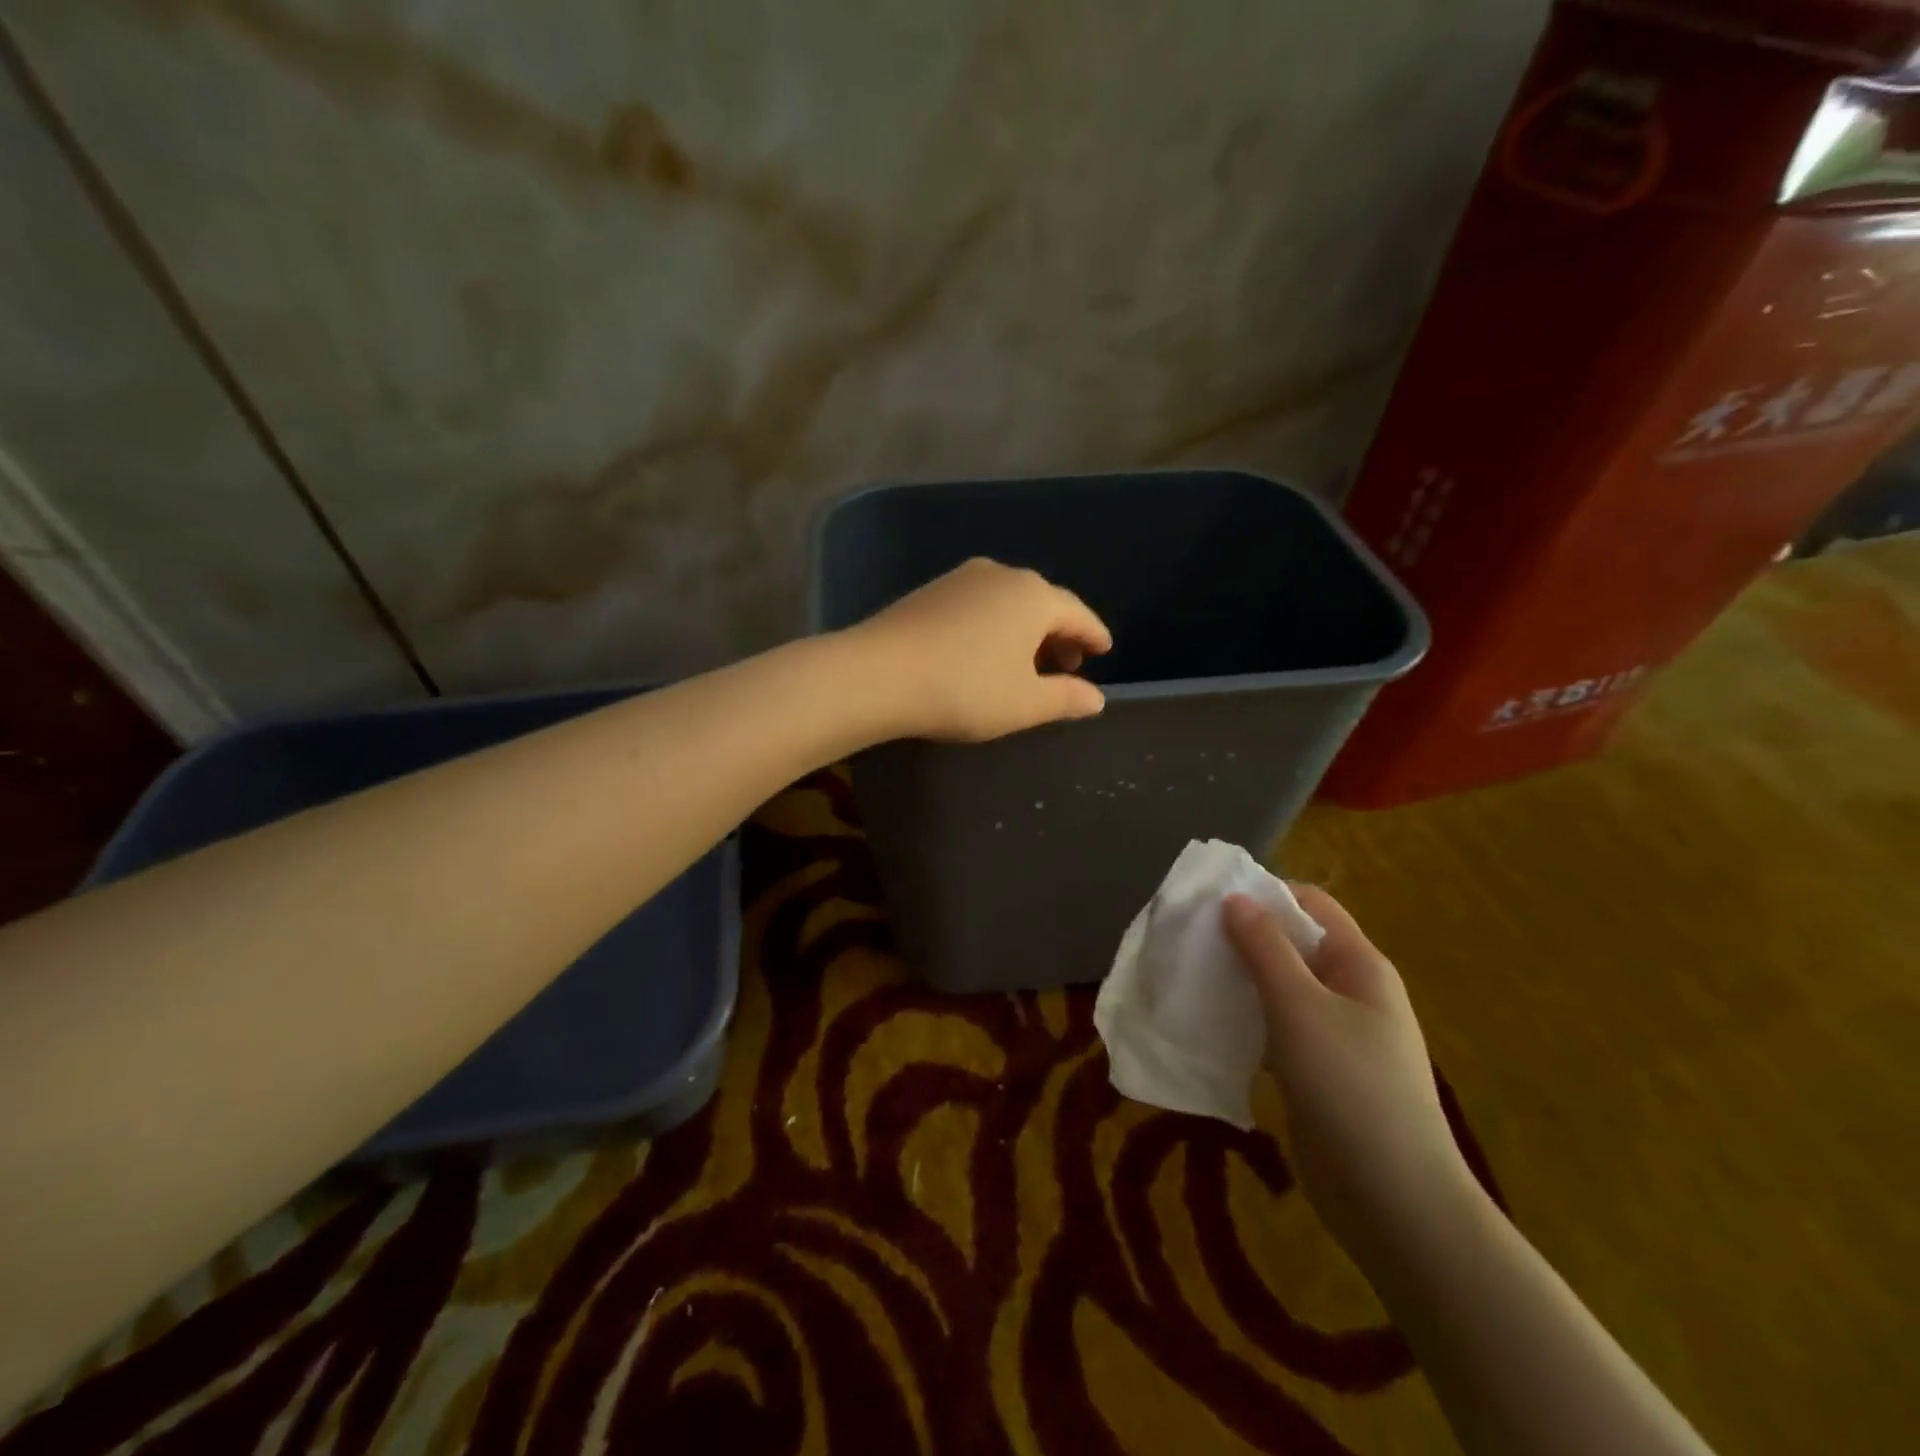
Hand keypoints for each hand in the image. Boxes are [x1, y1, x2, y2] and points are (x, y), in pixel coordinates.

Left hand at [849, 558, 1112, 742]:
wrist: (878, 674)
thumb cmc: (964, 689)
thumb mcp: (1024, 704)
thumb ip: (1066, 698)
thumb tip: (1096, 698)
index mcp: (1034, 597)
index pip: (1078, 614)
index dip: (1094, 635)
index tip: (1104, 650)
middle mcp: (1002, 576)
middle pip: (1044, 603)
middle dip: (1059, 634)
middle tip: (1066, 666)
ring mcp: (962, 579)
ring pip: (1009, 603)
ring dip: (1025, 630)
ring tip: (1026, 663)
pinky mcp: (930, 591)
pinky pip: (978, 605)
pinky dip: (994, 626)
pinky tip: (984, 652)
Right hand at [1222, 887, 1476, 1263]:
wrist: (1394, 1200)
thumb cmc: (1349, 1086)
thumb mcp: (1299, 1006)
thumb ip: (1264, 948)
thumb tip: (1235, 898)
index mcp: (1359, 964)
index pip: (1311, 904)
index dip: (1265, 895)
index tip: (1211, 903)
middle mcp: (1351, 991)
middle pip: (1293, 945)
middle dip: (1244, 939)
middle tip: (1190, 941)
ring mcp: (1336, 1035)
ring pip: (1281, 989)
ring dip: (1240, 981)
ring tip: (1190, 978)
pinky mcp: (1318, 1072)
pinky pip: (1277, 1029)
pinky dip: (1246, 1021)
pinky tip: (1209, 1026)